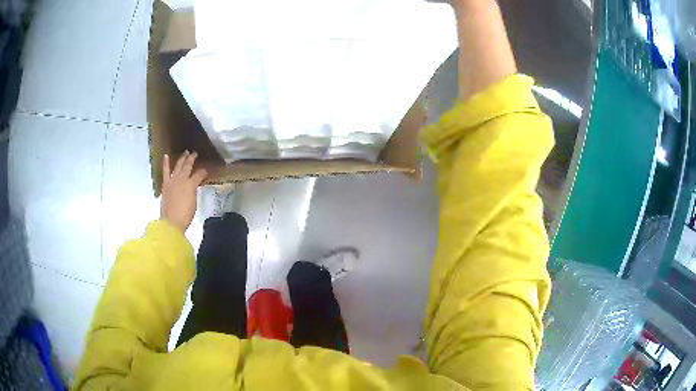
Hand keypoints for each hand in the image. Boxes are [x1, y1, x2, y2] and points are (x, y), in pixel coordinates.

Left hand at [160, 151, 207, 232]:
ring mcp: (173, 180)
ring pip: (178, 166)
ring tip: (185, 152)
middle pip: (188, 166)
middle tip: (195, 154)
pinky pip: (165, 171)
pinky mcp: (166, 184)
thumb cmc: (185, 215)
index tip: (206, 171)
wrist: (171, 222)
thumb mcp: (194, 203)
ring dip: (182, 158)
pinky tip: (165, 156)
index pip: (199, 174)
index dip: (203, 172)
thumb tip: (193, 186)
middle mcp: (182, 179)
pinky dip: (165, 163)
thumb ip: (194, 191)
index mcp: (191, 184)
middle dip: (192, 159)